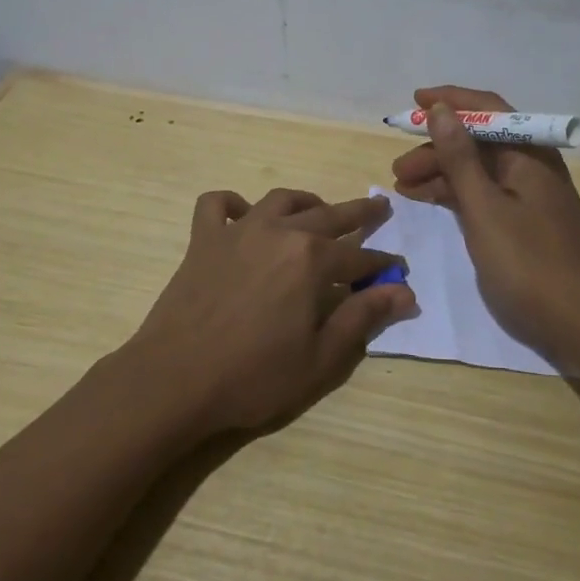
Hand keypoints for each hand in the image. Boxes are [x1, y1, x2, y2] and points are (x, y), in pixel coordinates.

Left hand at [124, 188, 414, 434]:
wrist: (176, 380)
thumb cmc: (254, 376)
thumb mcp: (321, 357)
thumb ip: (363, 317)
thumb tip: (404, 291)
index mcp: (312, 259)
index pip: (360, 257)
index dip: (382, 265)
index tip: (398, 270)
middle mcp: (279, 232)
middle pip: (329, 216)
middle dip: (359, 213)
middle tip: (380, 207)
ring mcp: (238, 231)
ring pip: (280, 201)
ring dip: (306, 202)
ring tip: (319, 208)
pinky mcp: (204, 240)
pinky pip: (216, 206)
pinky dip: (232, 204)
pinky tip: (242, 214)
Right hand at [391, 86, 579, 366]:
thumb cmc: (529, 263)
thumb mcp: (485, 208)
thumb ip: (460, 158)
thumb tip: (442, 109)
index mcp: (530, 155)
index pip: (488, 109)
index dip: (451, 100)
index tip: (414, 101)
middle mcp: (532, 168)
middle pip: (480, 142)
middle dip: (437, 147)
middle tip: (398, 168)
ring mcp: (530, 199)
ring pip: (479, 171)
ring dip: (442, 173)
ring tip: (403, 187)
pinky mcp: (525, 225)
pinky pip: (485, 196)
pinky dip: (457, 196)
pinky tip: (430, 202)